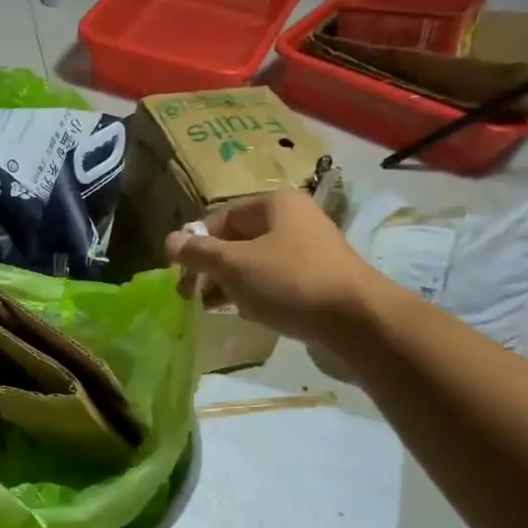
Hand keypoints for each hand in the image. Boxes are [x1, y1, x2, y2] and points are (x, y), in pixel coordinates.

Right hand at [164, 190, 377, 345]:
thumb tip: (169, 240)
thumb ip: (198, 253)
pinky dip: (255, 295)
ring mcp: (308, 252)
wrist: (357, 322)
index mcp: (275, 205)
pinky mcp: (317, 281)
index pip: (220, 218)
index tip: (181, 276)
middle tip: (190, 296)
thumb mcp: (235, 265)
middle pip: (237, 241)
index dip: (196, 245)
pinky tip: (248, 315)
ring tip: (214, 308)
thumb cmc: (291, 283)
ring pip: (254, 264)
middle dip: (211, 268)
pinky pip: (274, 283)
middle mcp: (293, 221)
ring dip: (229, 284)